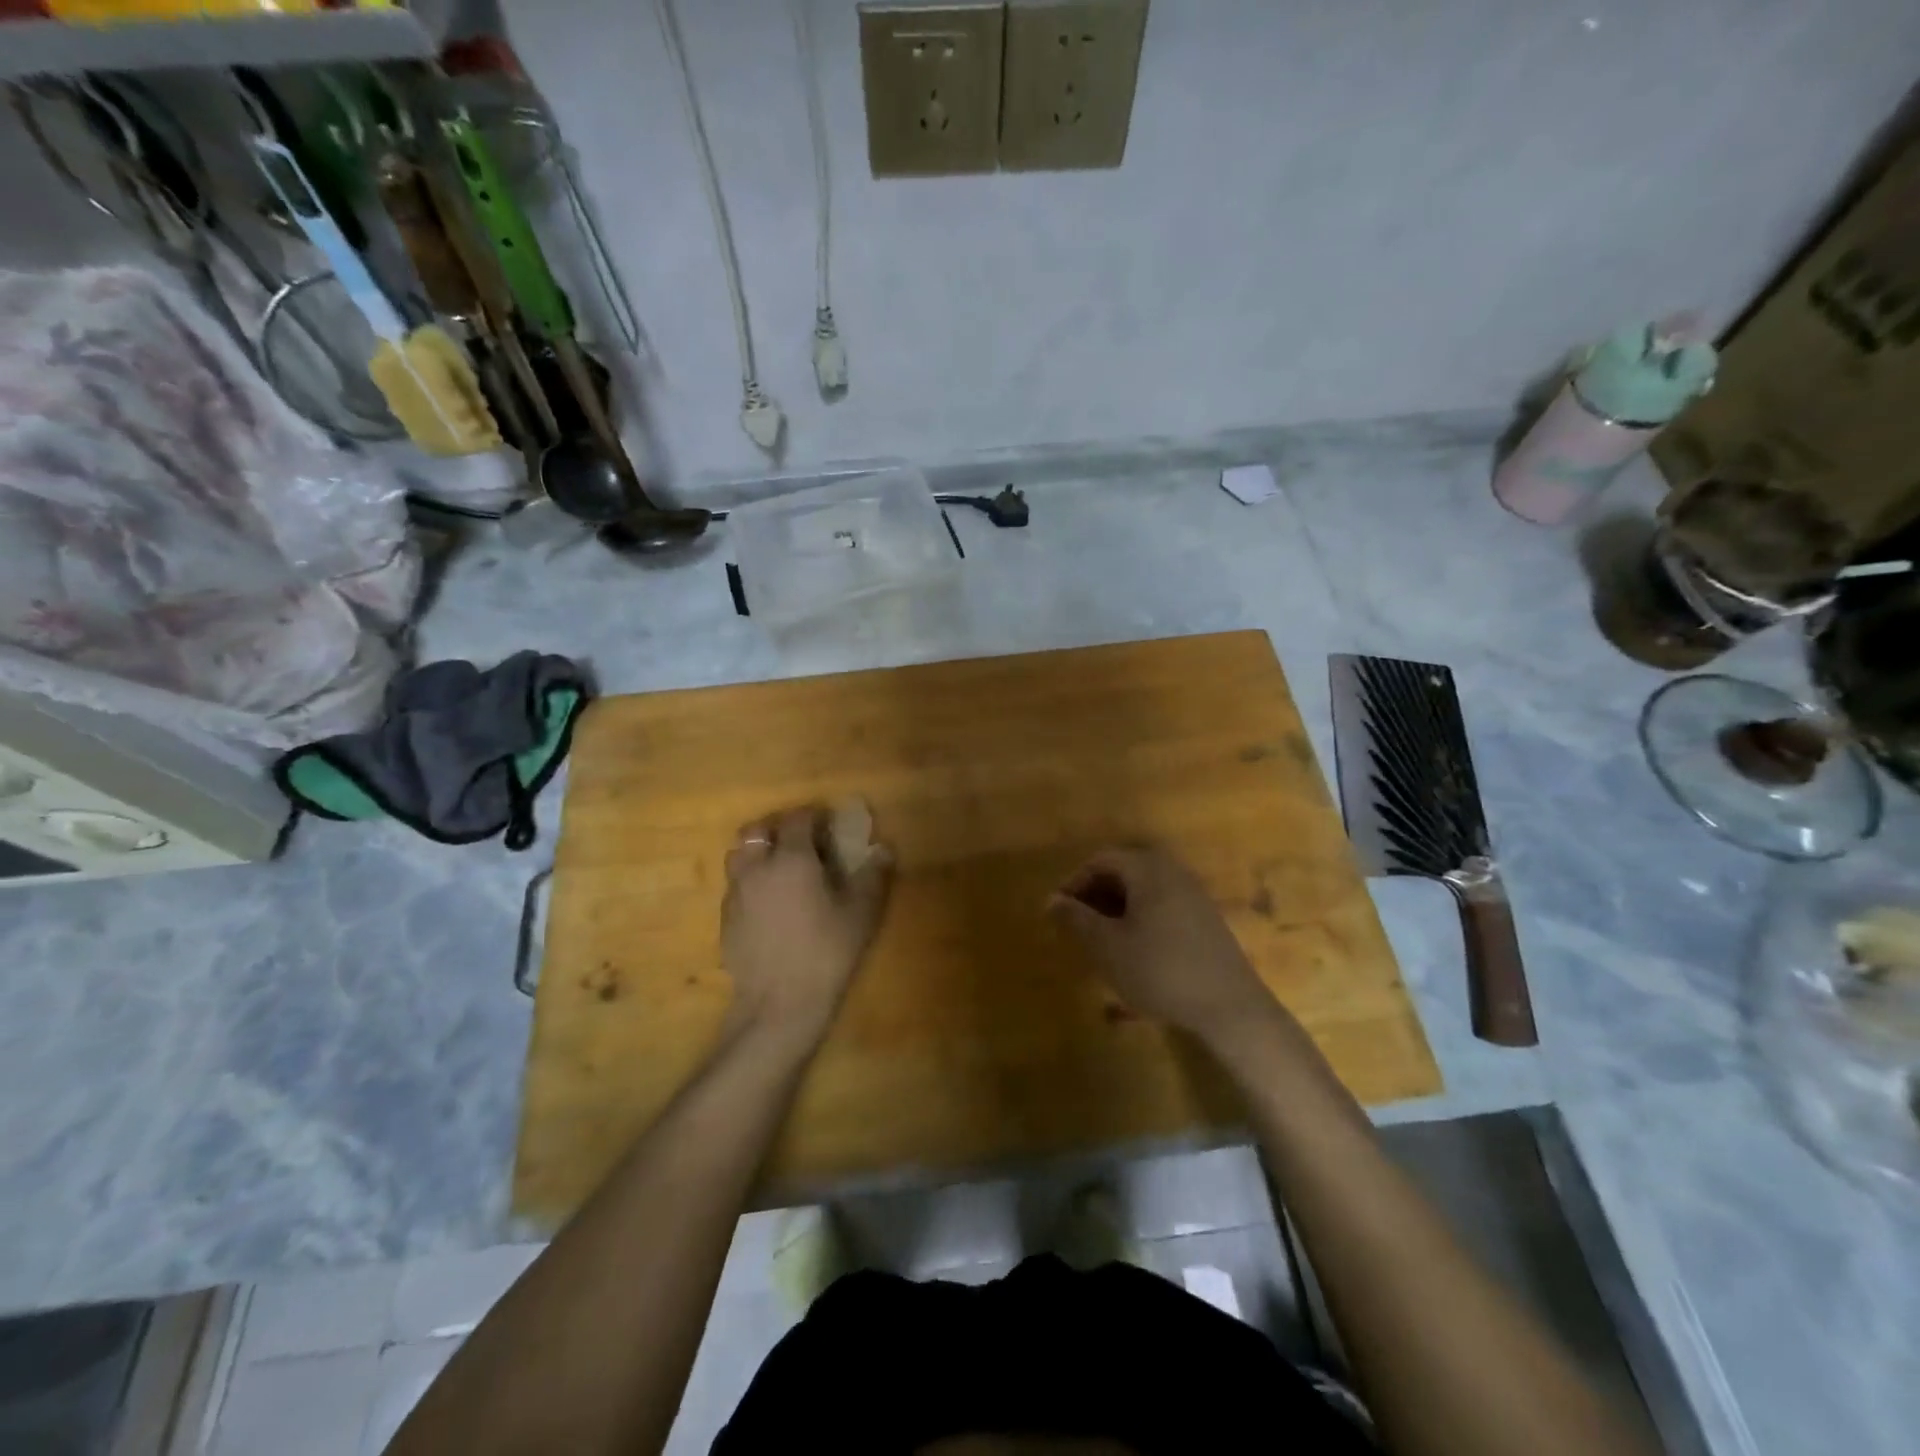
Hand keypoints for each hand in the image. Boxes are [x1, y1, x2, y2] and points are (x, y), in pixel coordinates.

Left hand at [722, 806, 891, 1037]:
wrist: (778, 1005)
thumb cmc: (826, 953)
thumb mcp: (861, 914)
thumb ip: (872, 876)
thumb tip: (882, 849)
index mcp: (792, 859)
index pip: (797, 819)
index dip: (813, 816)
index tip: (828, 825)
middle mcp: (757, 868)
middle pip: (756, 831)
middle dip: (777, 828)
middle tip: (800, 842)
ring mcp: (736, 894)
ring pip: (738, 855)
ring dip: (757, 852)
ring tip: (779, 869)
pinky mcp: (725, 919)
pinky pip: (734, 885)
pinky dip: (749, 881)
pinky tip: (768, 904)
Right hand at [1049, 847, 1277, 1042]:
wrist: (1229, 1008)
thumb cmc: (1160, 970)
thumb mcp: (1108, 946)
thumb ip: (1076, 919)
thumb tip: (1052, 900)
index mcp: (1148, 869)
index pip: (1100, 860)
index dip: (1074, 883)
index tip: (1059, 913)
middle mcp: (1173, 872)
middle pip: (1123, 872)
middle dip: (1095, 896)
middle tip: (1077, 927)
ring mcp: (1194, 895)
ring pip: (1143, 892)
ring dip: (1117, 910)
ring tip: (1101, 942)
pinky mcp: (1206, 920)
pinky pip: (1162, 907)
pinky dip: (1140, 921)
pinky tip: (1134, 953)